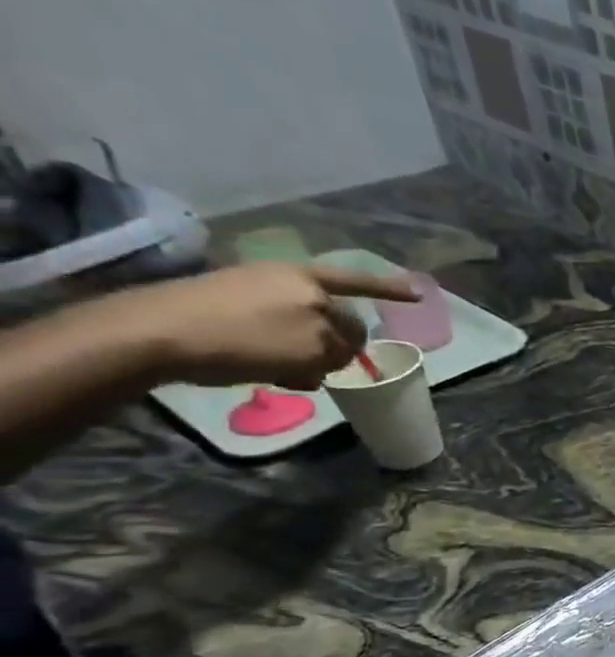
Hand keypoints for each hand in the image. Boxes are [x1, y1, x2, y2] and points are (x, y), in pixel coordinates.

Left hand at [122, 264, 419, 389]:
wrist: (152, 337)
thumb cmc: (243, 341)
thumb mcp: (311, 349)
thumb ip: (342, 346)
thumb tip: (345, 347)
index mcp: (309, 282)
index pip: (361, 285)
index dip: (391, 291)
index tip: (419, 295)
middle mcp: (285, 279)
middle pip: (335, 313)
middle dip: (340, 342)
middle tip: (330, 370)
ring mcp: (251, 289)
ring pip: (304, 326)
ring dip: (309, 353)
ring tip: (294, 377)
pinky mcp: (223, 304)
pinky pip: (273, 329)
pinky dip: (280, 352)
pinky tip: (268, 372)